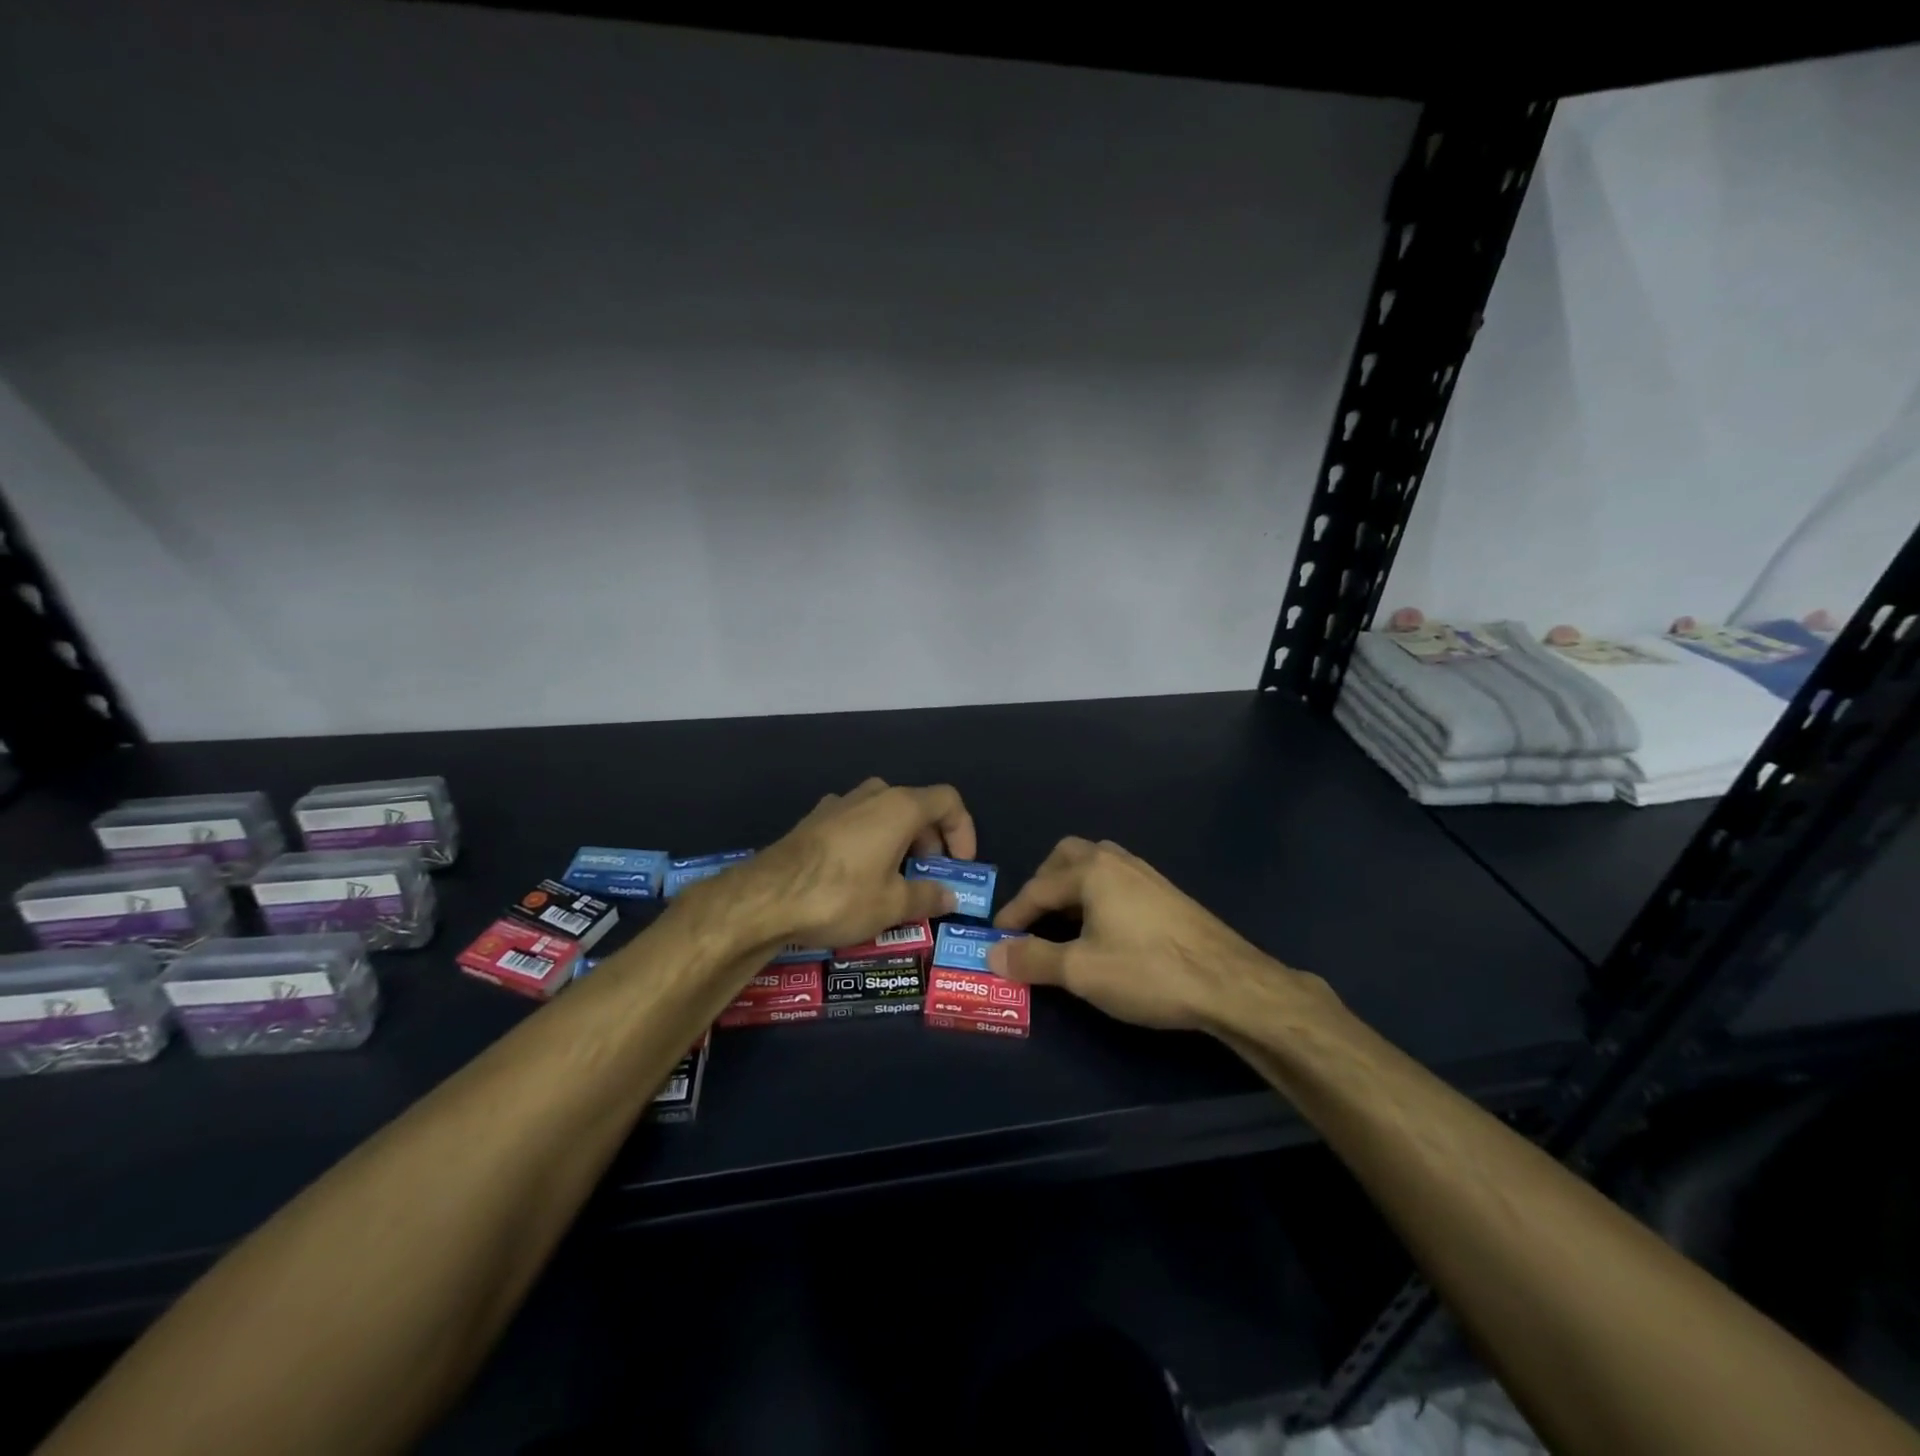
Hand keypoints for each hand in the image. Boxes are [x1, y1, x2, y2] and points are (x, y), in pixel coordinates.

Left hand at [724, 778, 977, 948]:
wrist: (766, 898)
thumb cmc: (841, 895)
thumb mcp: (893, 904)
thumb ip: (928, 897)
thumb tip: (949, 897)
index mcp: (900, 807)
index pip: (948, 801)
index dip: (963, 831)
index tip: (959, 866)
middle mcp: (871, 795)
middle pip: (916, 806)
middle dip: (930, 841)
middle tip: (927, 878)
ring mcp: (838, 804)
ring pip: (883, 814)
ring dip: (898, 841)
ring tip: (893, 879)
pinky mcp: (813, 821)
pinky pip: (854, 824)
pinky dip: (868, 843)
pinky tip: (856, 877)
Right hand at [990, 837, 1303, 1031]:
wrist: (1229, 983)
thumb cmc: (1147, 971)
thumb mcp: (1081, 971)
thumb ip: (1033, 959)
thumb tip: (992, 955)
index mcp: (1092, 870)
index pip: (1037, 888)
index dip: (1013, 915)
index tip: (995, 940)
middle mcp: (1117, 860)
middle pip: (1066, 857)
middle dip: (1043, 885)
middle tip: (1033, 919)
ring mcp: (1146, 874)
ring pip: (1095, 865)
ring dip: (1071, 888)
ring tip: (1064, 923)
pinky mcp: (1166, 893)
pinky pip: (1117, 880)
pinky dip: (1096, 895)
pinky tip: (1104, 929)